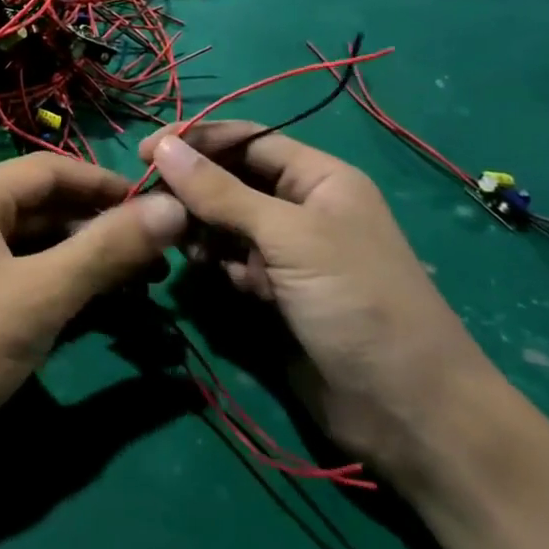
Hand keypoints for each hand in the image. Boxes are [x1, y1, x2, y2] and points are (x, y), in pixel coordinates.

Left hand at [0, 154, 187, 464]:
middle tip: (159, 256)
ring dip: (82, 259)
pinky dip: (55, 283)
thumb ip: (106, 250)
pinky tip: (93, 303)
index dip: (109, 186)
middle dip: (100, 229)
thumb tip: (173, 207)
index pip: (52, 171)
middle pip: (43, 206)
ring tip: (139, 281)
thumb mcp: (38, 296)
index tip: (163, 207)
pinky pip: (17, 273)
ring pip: (32, 243)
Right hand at [140, 123, 498, 480]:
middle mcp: (301, 207)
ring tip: (181, 242)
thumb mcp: (289, 237)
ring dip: (199, 226)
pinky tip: (206, 272)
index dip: (196, 139)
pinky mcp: (273, 291)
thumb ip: (221, 191)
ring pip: (225, 221)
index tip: (143, 151)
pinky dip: (214, 261)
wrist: (404, 409)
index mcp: (319, 178)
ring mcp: (287, 252)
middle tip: (149, 202)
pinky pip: (229, 260)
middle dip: (192, 186)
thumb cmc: (356, 302)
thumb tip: (162, 144)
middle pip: (231, 178)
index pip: (247, 139)